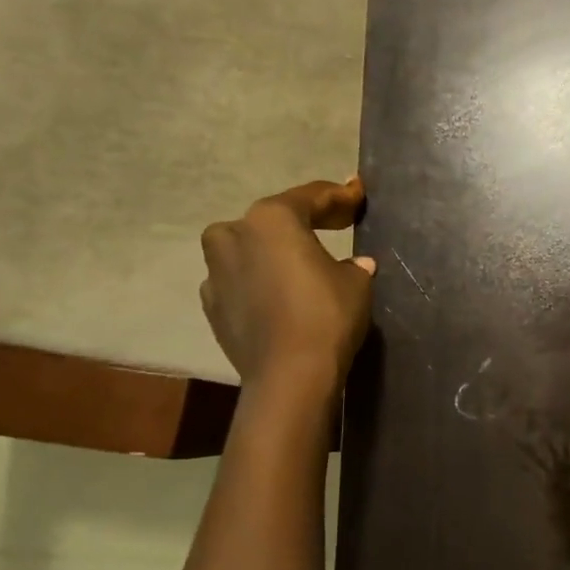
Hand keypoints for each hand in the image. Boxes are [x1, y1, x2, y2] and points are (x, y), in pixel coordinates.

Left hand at [200, 177, 376, 387]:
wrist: (289, 375)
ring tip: (299, 258)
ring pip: (247, 246)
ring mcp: (216, 271)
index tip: (357, 194)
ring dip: (272, 248)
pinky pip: (238, 279)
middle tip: (338, 221)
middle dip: (306, 218)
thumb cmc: (326, 314)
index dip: (340, 196)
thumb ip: (353, 264)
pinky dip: (257, 279)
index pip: (311, 197)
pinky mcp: (212, 305)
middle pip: (275, 218)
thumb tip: (355, 264)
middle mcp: (235, 235)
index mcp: (272, 219)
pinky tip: (278, 291)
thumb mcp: (355, 281)